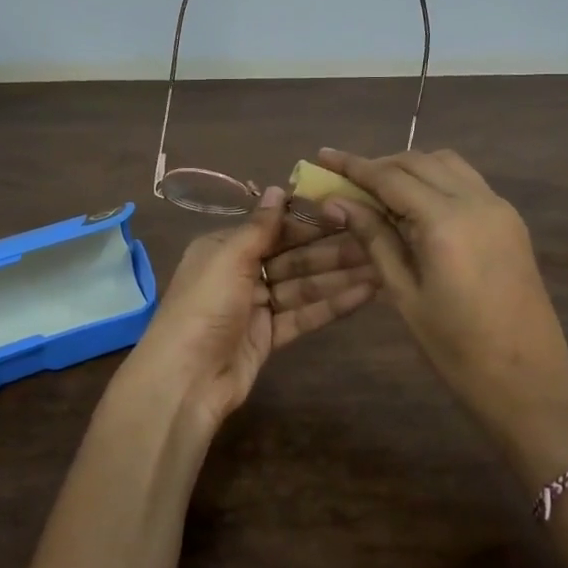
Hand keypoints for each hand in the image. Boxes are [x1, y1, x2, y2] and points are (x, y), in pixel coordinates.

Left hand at [120, 186, 377, 438]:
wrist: (186, 379)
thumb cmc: (204, 307)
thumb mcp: (228, 258)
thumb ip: (259, 227)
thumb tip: (278, 188)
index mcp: (224, 248)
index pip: (274, 227)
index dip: (310, 221)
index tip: (347, 211)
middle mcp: (240, 272)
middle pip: (293, 256)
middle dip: (331, 249)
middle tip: (375, 239)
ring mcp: (256, 306)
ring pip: (303, 286)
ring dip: (339, 276)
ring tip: (381, 265)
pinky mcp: (270, 336)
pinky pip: (304, 315)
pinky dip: (332, 305)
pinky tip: (366, 293)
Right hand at [315, 147, 567, 478]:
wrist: (528, 380)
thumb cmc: (456, 347)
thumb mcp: (404, 294)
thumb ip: (374, 239)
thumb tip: (337, 203)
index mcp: (446, 221)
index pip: (390, 177)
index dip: (352, 165)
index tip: (322, 155)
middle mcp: (476, 201)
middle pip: (419, 161)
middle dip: (379, 164)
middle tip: (345, 179)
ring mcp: (499, 208)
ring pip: (446, 164)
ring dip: (410, 168)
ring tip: (378, 190)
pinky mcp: (511, 221)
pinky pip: (467, 182)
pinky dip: (436, 180)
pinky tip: (415, 205)